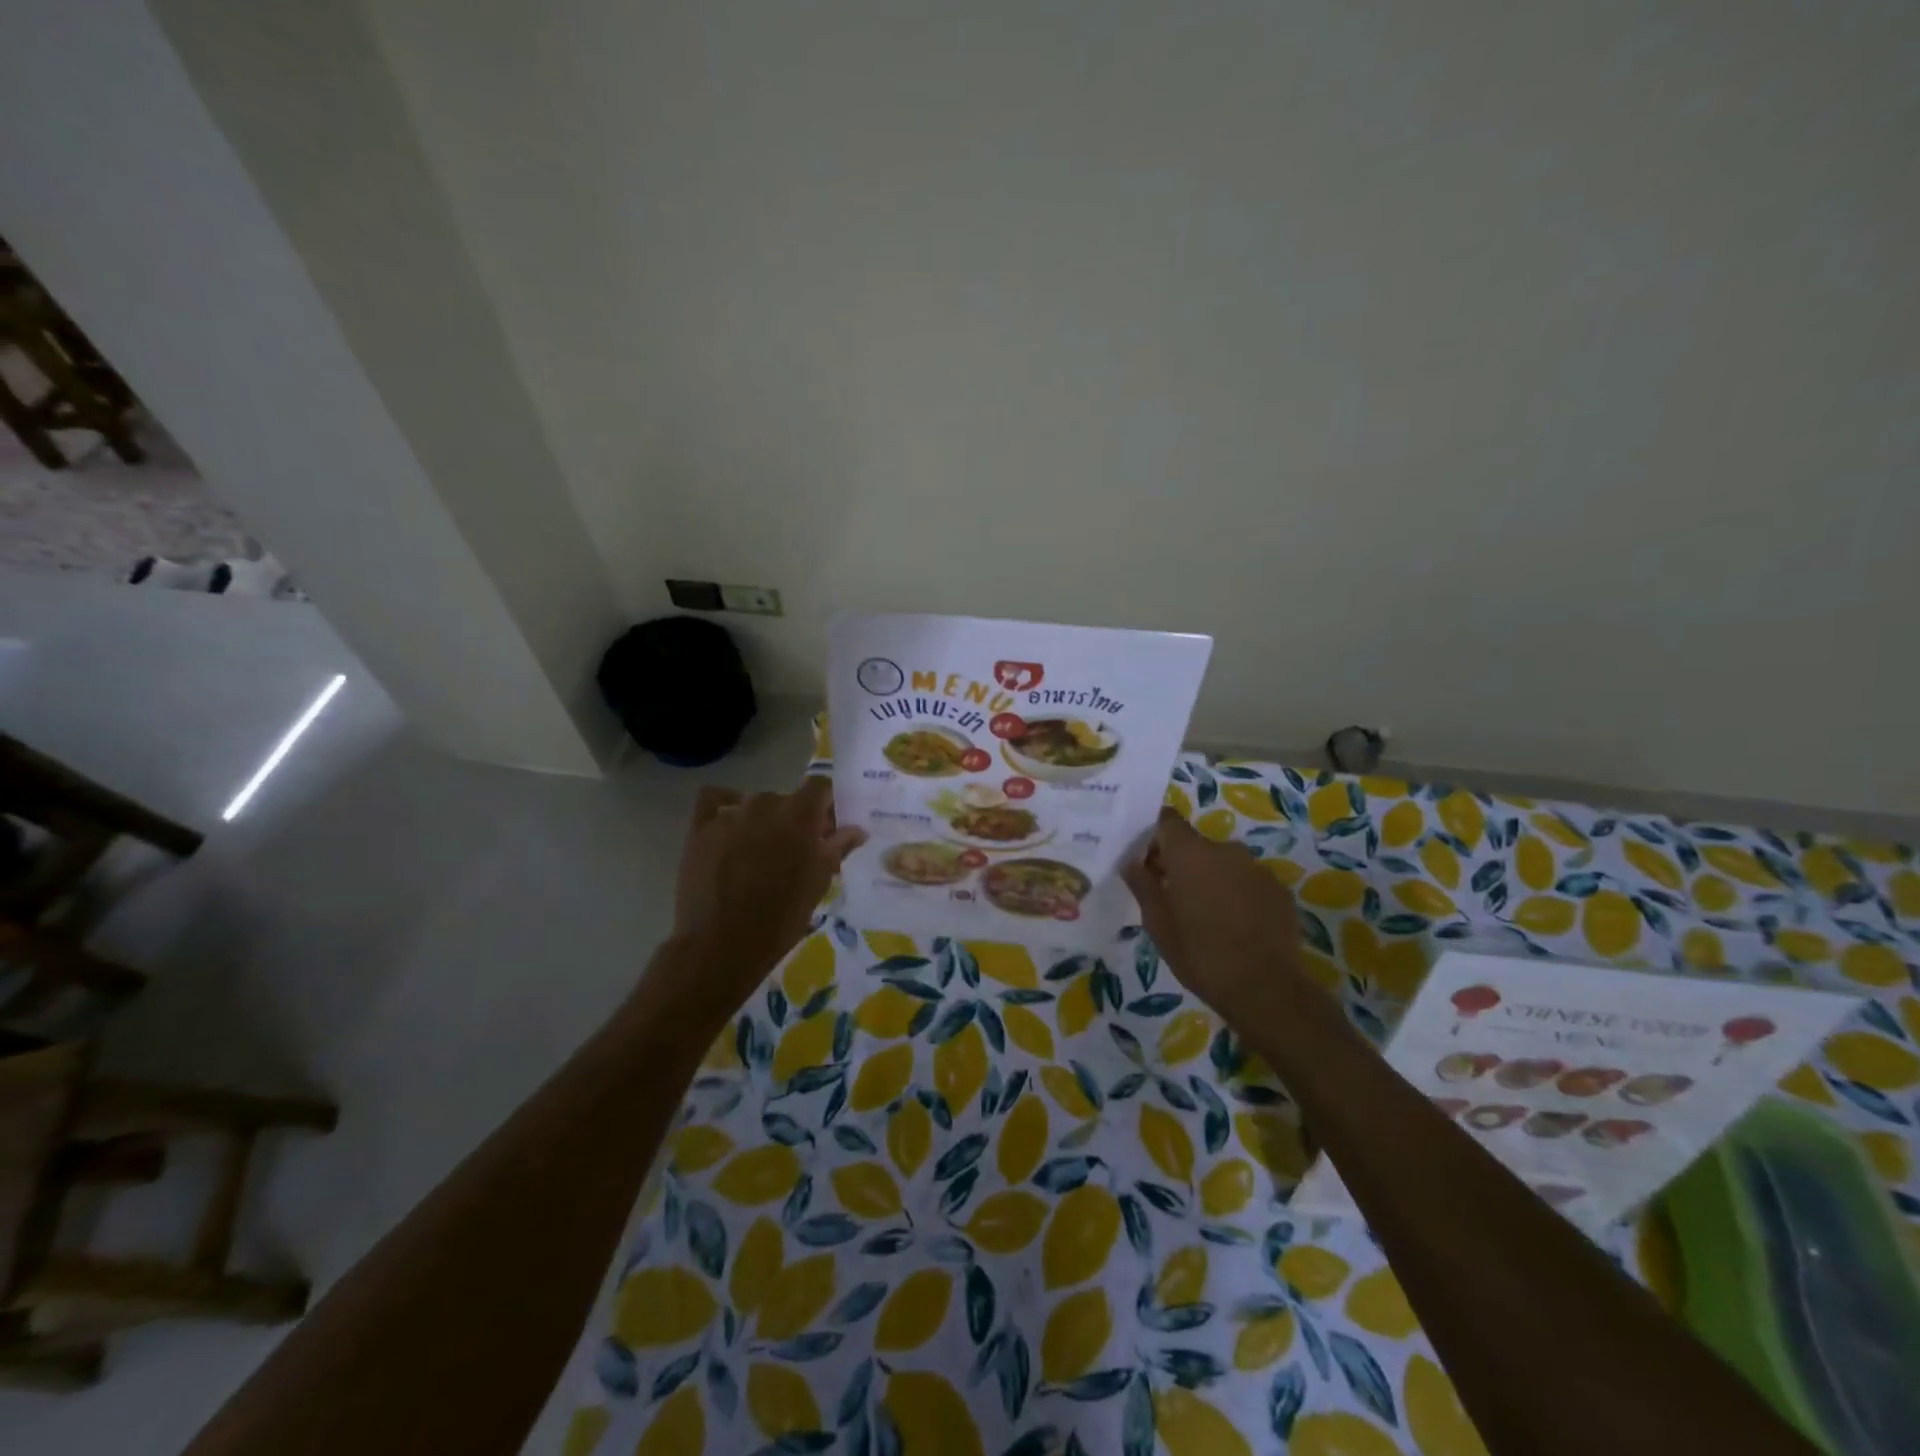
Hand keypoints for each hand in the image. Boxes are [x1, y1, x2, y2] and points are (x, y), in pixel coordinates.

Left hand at [664, 777, 865, 1026]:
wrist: (722, 945)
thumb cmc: (780, 918)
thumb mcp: (818, 883)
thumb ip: (837, 848)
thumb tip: (857, 830)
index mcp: (799, 814)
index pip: (820, 786)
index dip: (826, 805)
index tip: (827, 829)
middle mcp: (765, 804)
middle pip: (787, 799)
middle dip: (795, 820)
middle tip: (795, 853)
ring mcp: (730, 814)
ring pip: (754, 805)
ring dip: (762, 822)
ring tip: (759, 854)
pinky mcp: (700, 828)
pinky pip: (714, 800)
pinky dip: (724, 807)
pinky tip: (729, 828)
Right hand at [1122, 808, 1308, 1023]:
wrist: (1266, 989)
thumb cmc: (1200, 954)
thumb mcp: (1158, 924)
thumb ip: (1143, 885)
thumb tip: (1131, 862)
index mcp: (1190, 853)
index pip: (1167, 820)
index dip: (1154, 836)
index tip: (1147, 863)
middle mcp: (1225, 849)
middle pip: (1195, 844)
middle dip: (1181, 864)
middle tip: (1172, 899)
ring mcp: (1257, 868)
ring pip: (1223, 864)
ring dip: (1211, 879)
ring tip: (1206, 917)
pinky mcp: (1279, 890)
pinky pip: (1248, 882)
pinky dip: (1237, 894)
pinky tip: (1235, 927)